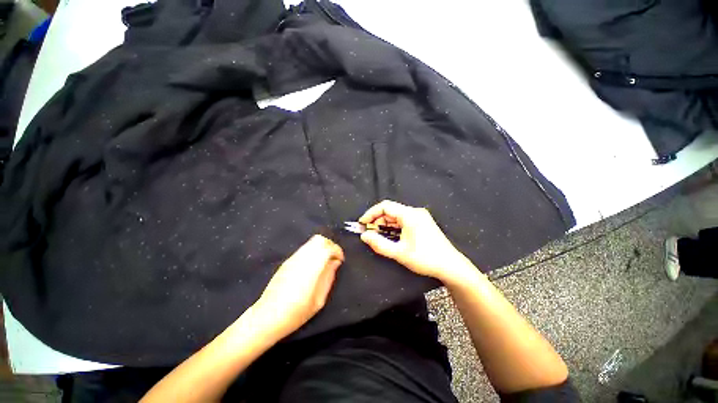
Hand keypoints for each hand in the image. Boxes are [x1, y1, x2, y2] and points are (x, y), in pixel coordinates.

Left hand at [254, 235, 343, 338]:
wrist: (267, 317)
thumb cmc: (296, 312)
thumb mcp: (319, 300)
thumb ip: (329, 277)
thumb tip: (335, 262)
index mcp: (311, 267)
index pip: (328, 247)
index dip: (337, 250)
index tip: (340, 260)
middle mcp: (302, 258)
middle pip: (319, 239)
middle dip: (330, 245)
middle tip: (333, 257)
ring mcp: (293, 258)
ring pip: (311, 242)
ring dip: (321, 247)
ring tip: (324, 260)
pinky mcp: (287, 261)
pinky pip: (304, 248)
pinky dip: (313, 250)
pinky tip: (313, 264)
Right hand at [359, 200, 474, 283]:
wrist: (451, 266)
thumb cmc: (425, 258)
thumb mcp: (399, 253)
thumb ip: (379, 244)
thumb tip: (364, 236)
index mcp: (410, 215)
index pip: (385, 206)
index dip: (371, 213)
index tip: (362, 224)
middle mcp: (415, 212)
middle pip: (390, 211)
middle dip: (377, 221)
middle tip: (369, 233)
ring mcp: (420, 216)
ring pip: (396, 216)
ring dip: (385, 225)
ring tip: (378, 237)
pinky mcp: (422, 222)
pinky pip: (403, 221)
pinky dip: (394, 227)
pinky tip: (391, 237)